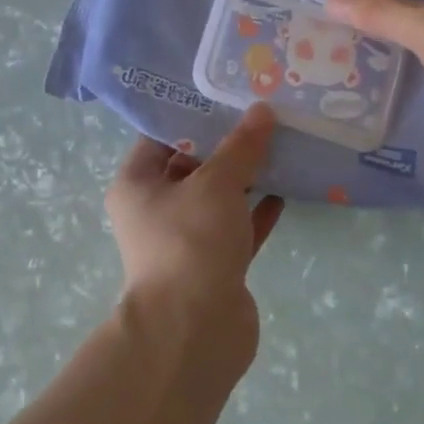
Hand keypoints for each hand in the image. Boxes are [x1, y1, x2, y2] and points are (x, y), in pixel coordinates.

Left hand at [105, 106, 284, 367]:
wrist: (195, 329)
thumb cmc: (191, 241)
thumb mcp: (216, 184)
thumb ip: (241, 147)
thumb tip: (261, 111)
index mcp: (137, 184)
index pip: (160, 137)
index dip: (192, 115)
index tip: (227, 94)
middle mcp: (155, 210)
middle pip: (192, 167)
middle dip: (226, 145)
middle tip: (262, 114)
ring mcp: (185, 240)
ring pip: (217, 200)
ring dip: (245, 178)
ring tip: (280, 145)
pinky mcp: (213, 266)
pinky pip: (236, 229)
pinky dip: (256, 212)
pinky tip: (286, 190)